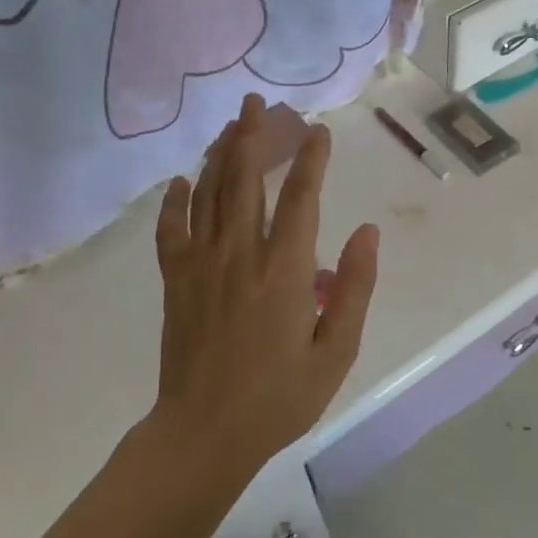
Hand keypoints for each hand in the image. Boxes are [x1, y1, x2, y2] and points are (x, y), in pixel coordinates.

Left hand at [152, 95, 379, 475]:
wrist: (204, 434)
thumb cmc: (279, 398)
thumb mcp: (336, 352)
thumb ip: (354, 289)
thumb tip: (367, 233)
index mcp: (284, 272)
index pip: (301, 199)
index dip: (312, 160)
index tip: (319, 132)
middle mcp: (240, 256)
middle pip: (245, 181)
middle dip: (252, 136)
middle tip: (256, 102)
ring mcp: (201, 266)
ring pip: (209, 195)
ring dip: (219, 155)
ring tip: (229, 125)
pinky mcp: (175, 283)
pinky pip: (171, 231)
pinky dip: (174, 202)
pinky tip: (180, 181)